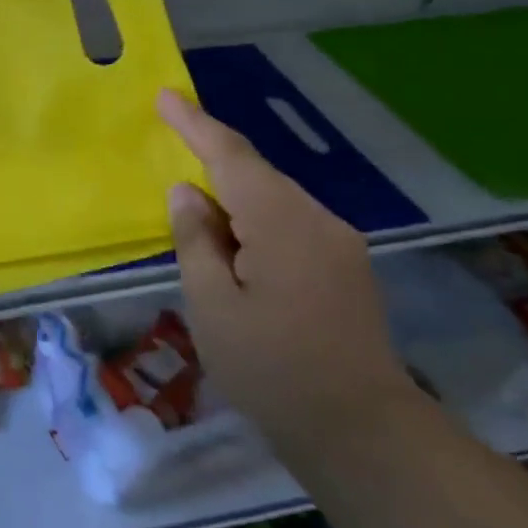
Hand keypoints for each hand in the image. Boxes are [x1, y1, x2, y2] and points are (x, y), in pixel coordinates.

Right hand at [158, 90, 413, 446]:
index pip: (231, 156)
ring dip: (231, 194)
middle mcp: (318, 220)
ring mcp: (338, 243)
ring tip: (195, 214)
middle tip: (170, 147)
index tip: (164, 94)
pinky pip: (289, 222)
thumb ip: (196, 240)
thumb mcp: (212, 305)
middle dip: (210, 157)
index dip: (195, 123)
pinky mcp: (346, 267)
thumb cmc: (272, 370)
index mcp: (282, 223)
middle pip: (255, 173)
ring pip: (273, 198)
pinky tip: (234, 244)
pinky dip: (254, 219)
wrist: (363, 434)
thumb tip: (186, 192)